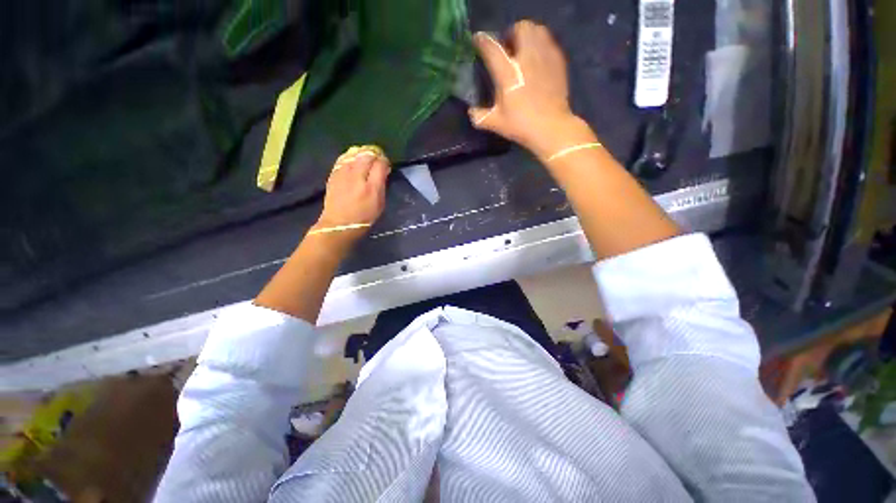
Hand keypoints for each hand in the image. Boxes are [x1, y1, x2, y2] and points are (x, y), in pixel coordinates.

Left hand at [311, 145, 391, 247]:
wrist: (339, 223)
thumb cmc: (364, 217)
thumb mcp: (380, 203)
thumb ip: (382, 184)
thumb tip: (383, 169)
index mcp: (371, 187)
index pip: (380, 163)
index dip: (385, 161)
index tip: (386, 166)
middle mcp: (357, 176)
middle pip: (367, 154)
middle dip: (374, 154)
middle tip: (377, 160)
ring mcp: (343, 173)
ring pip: (354, 152)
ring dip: (362, 153)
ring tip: (366, 159)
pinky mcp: (334, 173)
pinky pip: (344, 157)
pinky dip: (351, 156)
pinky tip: (353, 160)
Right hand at [469, 21, 588, 159]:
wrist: (550, 127)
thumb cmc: (521, 125)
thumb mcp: (496, 123)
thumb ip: (480, 117)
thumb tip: (471, 112)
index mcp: (508, 73)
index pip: (492, 48)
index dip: (482, 41)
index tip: (478, 41)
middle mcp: (526, 58)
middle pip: (520, 29)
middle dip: (512, 34)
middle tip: (508, 48)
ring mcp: (544, 57)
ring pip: (537, 30)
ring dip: (528, 36)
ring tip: (524, 51)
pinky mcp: (558, 62)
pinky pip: (549, 43)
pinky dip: (541, 46)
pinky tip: (538, 61)